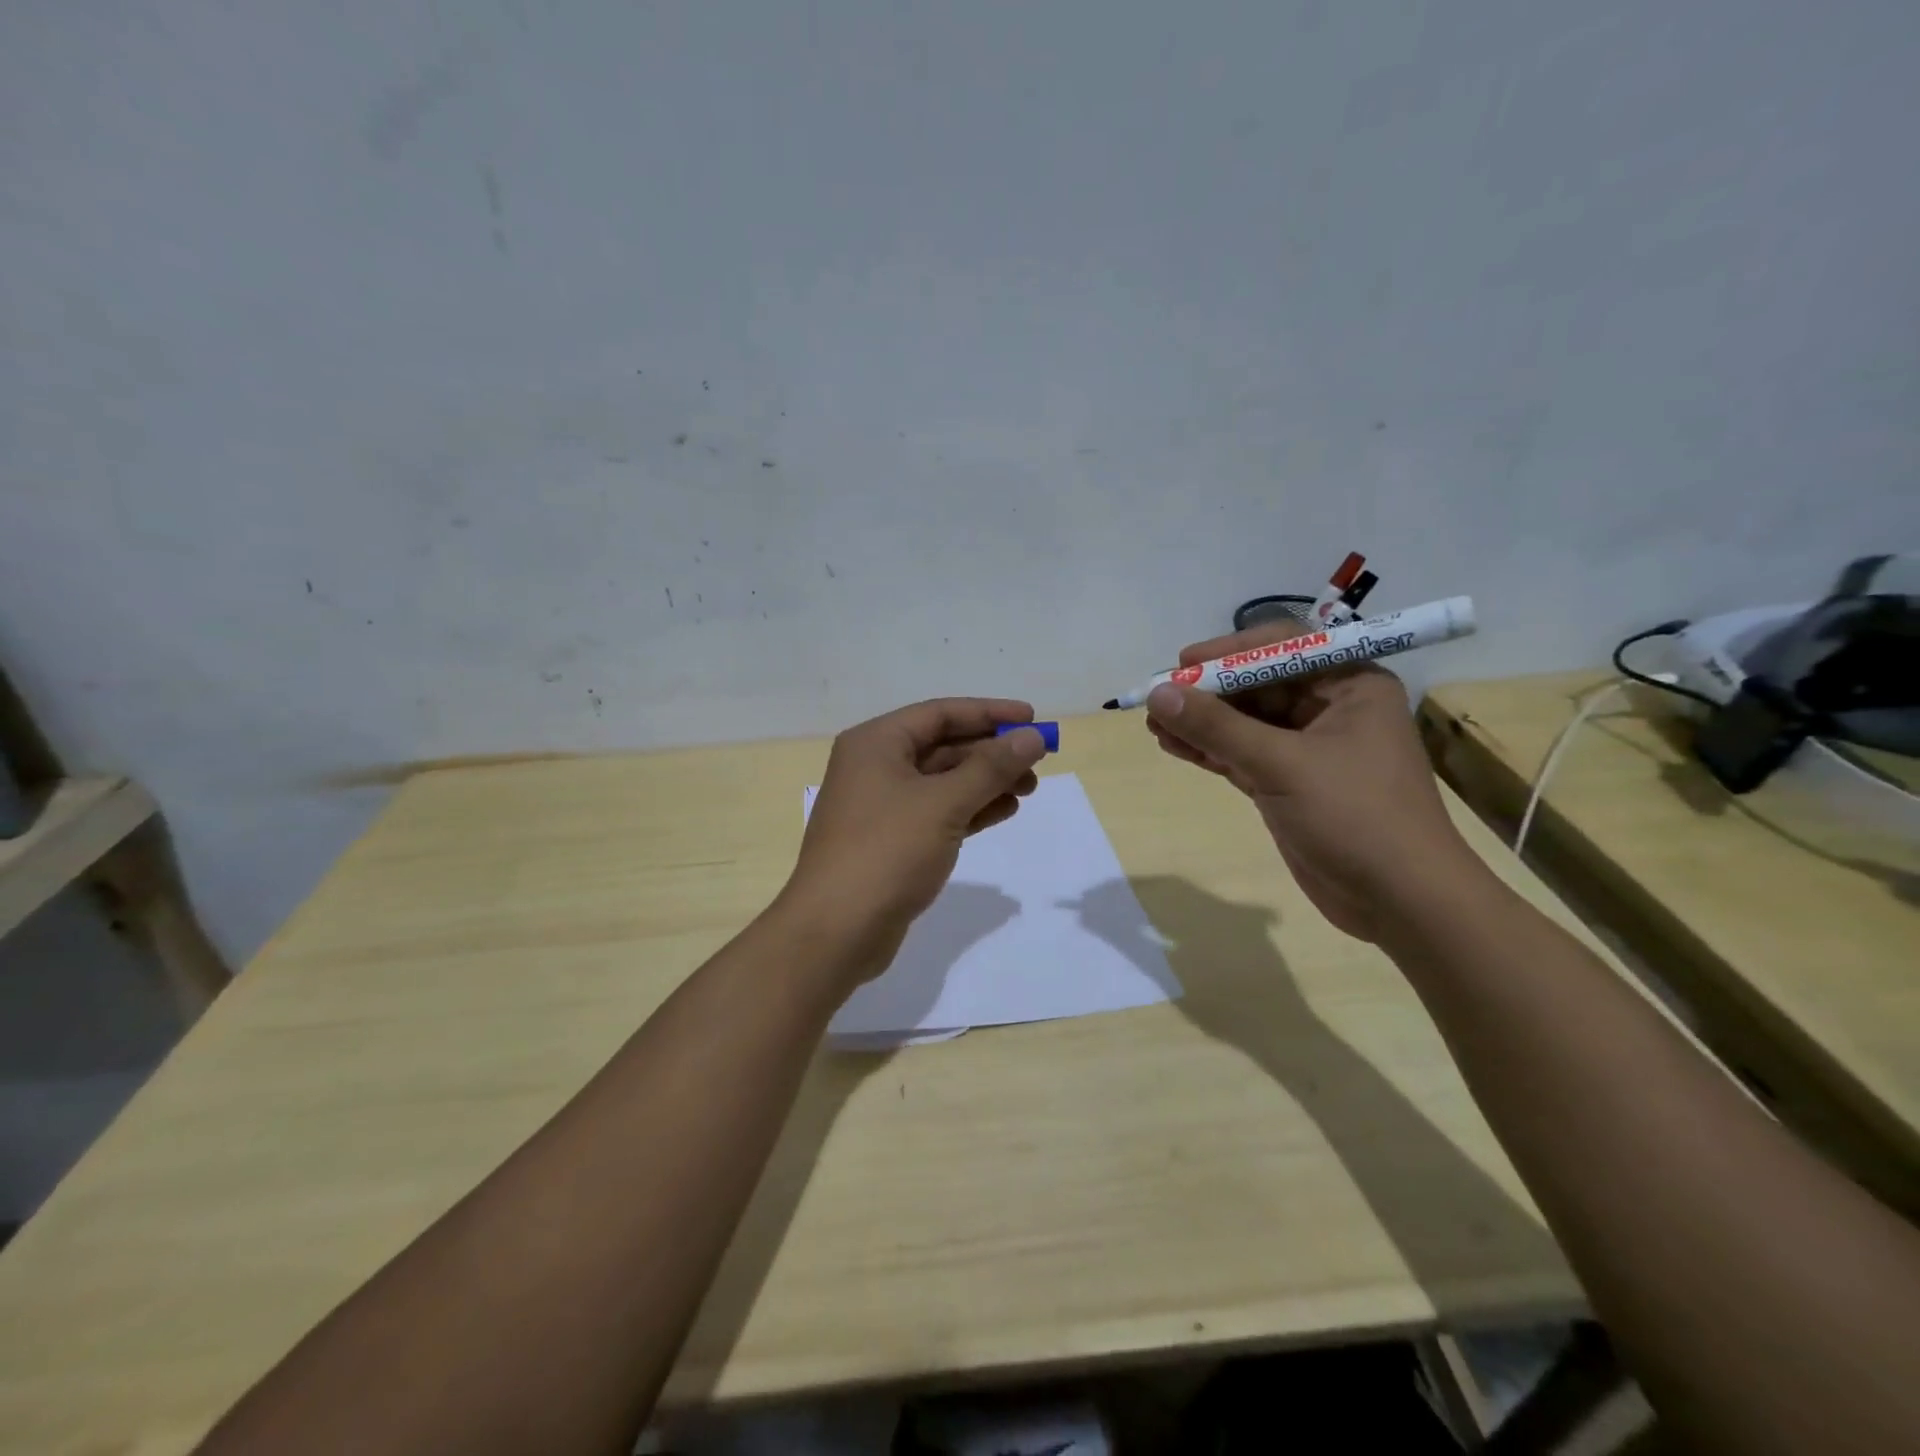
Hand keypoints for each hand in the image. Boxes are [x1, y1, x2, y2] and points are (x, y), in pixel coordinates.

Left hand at [780, 698, 1048, 985]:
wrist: (836, 931)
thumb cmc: (887, 852)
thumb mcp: (944, 803)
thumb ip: (991, 768)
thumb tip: (1032, 737)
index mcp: (876, 743)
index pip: (940, 714)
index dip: (989, 713)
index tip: (1031, 719)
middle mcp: (876, 766)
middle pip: (943, 746)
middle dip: (991, 752)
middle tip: (1038, 763)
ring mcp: (882, 806)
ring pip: (944, 782)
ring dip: (986, 782)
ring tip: (1029, 789)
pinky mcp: (892, 841)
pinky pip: (938, 812)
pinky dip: (971, 809)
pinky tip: (1004, 812)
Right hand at [1144, 628, 1479, 940]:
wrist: (1401, 901)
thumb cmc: (1355, 816)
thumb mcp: (1282, 765)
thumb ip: (1217, 727)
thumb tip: (1159, 693)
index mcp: (1350, 685)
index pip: (1282, 648)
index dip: (1229, 653)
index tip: (1182, 663)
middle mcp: (1331, 708)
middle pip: (1257, 685)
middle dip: (1208, 693)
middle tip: (1158, 699)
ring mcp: (1309, 749)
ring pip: (1245, 723)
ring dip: (1201, 723)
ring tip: (1154, 725)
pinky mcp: (1290, 784)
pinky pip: (1242, 754)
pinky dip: (1210, 750)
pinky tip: (1173, 746)